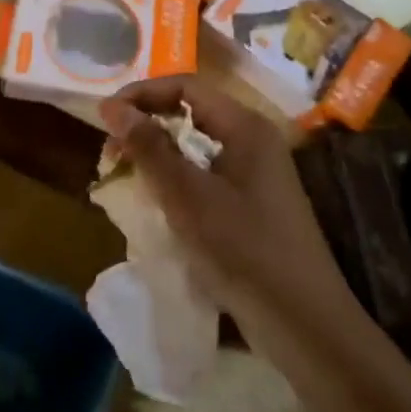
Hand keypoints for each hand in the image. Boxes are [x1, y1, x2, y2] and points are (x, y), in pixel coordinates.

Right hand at [100, 76, 352, 335]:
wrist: (305, 325)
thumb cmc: (243, 250)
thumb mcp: (187, 196)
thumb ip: (149, 148)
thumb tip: (112, 107)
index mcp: (245, 127)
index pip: (185, 86)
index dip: (142, 94)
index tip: (105, 117)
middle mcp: (254, 140)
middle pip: (191, 112)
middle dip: (147, 124)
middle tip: (112, 151)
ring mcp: (257, 173)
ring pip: (197, 145)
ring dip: (159, 153)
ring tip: (127, 174)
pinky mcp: (254, 203)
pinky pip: (207, 172)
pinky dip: (177, 177)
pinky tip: (158, 201)